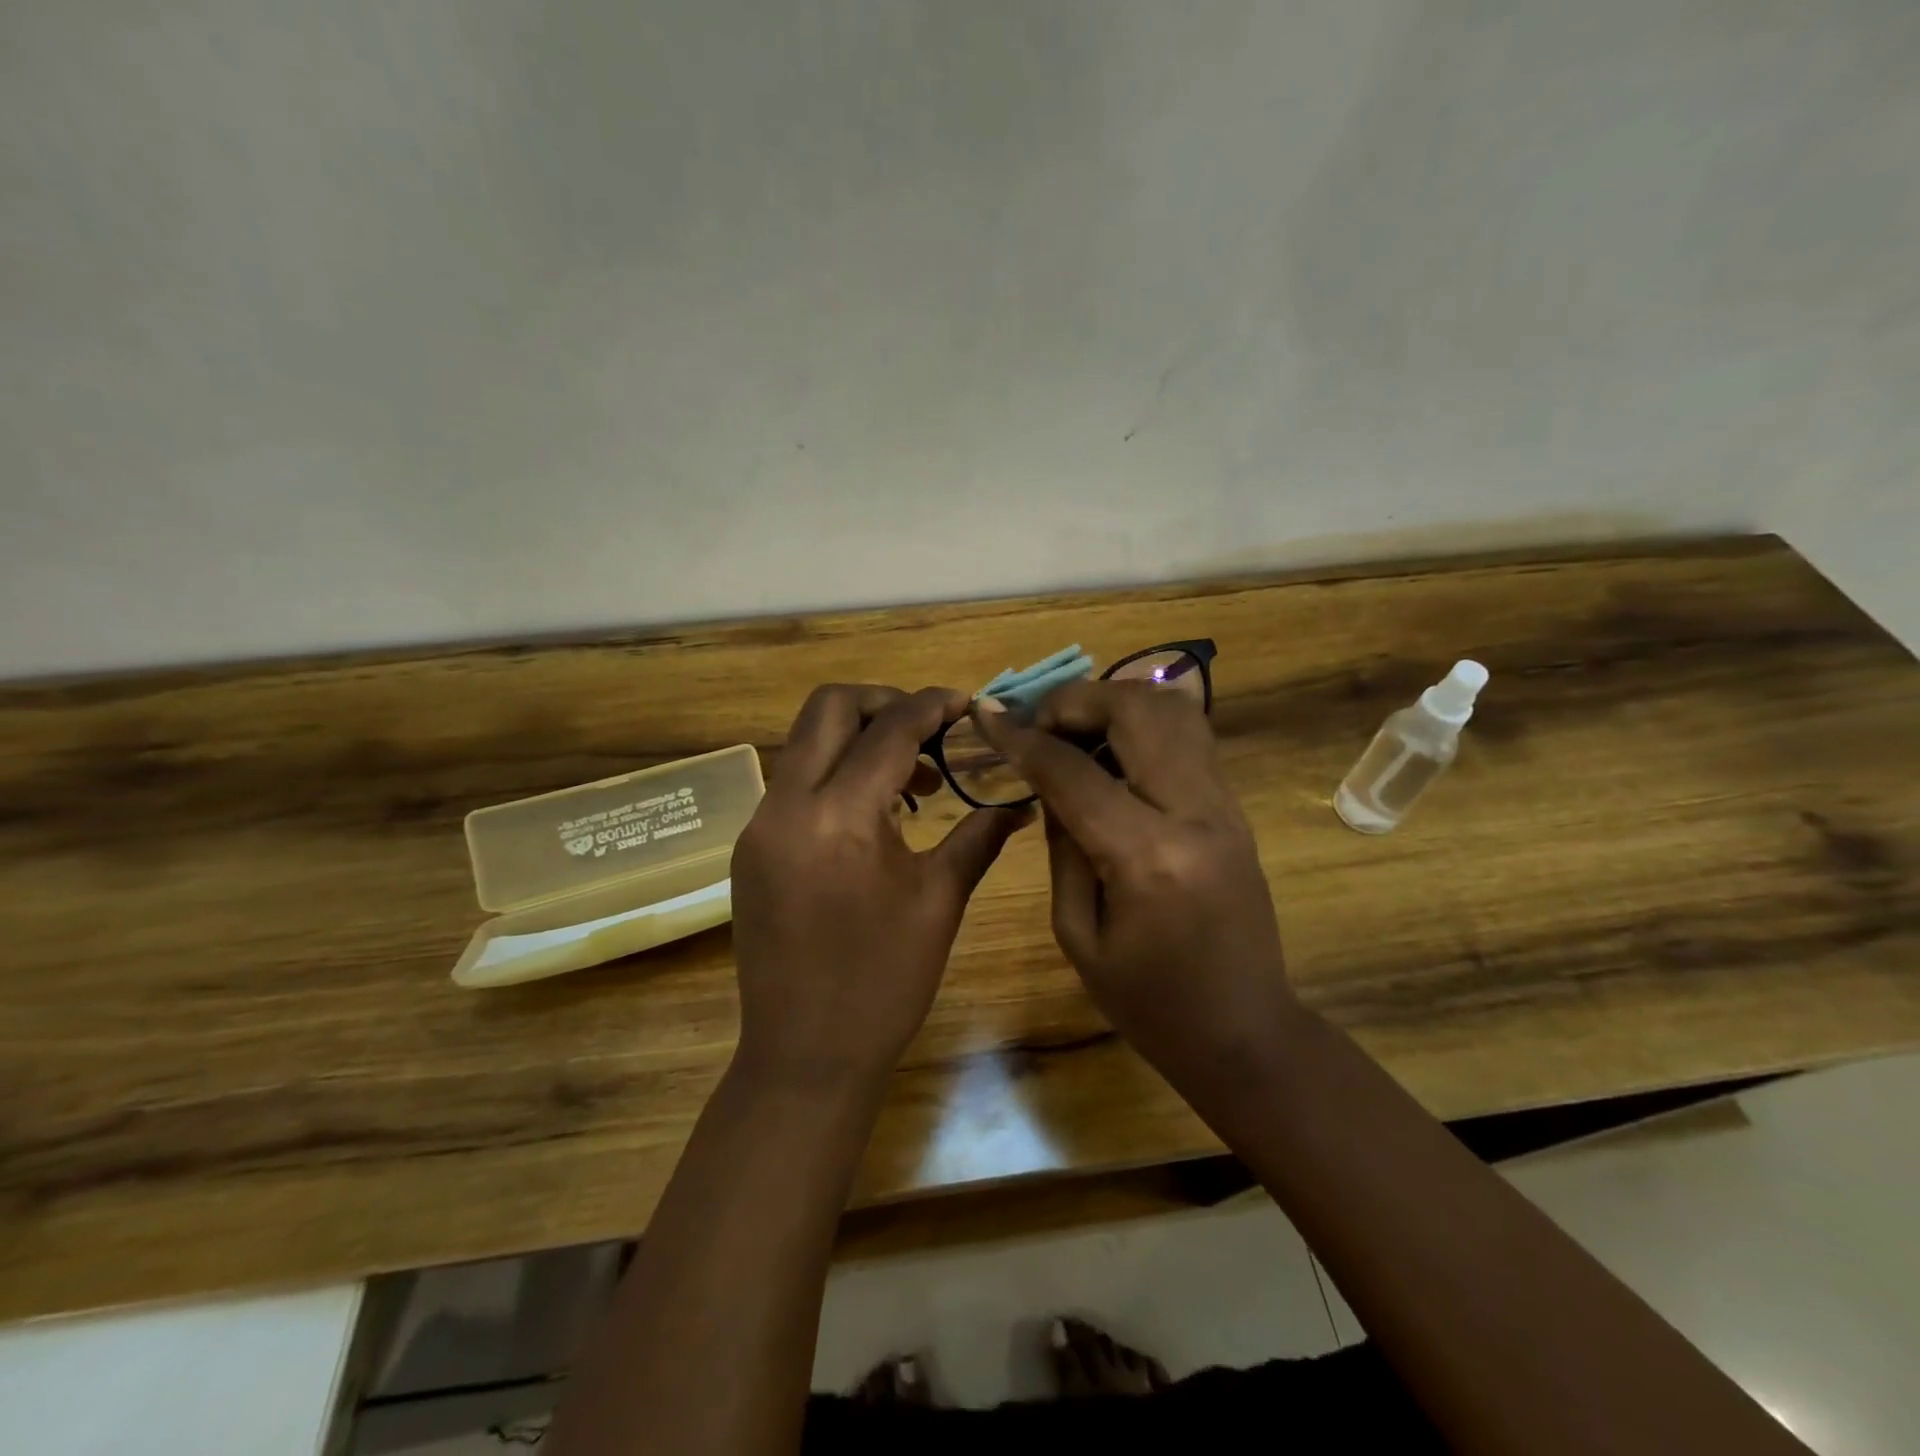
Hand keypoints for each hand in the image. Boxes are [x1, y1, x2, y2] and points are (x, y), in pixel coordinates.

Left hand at [730, 684, 1031, 1093]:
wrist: (805, 1055)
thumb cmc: (883, 984)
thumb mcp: (939, 902)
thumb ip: (979, 836)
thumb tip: (1020, 801)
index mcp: (838, 816)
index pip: (889, 730)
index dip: (932, 706)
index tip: (966, 703)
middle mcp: (787, 805)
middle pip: (829, 708)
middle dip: (884, 702)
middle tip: (932, 727)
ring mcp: (760, 825)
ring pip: (806, 741)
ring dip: (858, 737)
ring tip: (912, 776)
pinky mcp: (752, 846)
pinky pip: (794, 782)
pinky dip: (835, 772)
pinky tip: (873, 810)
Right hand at [973, 681, 1298, 1094]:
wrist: (1246, 1033)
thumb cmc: (1150, 1005)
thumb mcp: (1078, 934)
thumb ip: (1060, 845)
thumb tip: (1047, 782)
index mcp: (1148, 856)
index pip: (1073, 771)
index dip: (1021, 737)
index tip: (985, 713)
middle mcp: (1195, 811)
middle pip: (1135, 710)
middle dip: (1075, 700)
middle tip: (1038, 723)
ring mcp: (1225, 804)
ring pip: (1172, 709)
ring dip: (1113, 702)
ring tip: (1074, 730)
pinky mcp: (1235, 807)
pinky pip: (1188, 735)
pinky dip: (1142, 723)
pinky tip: (1111, 751)